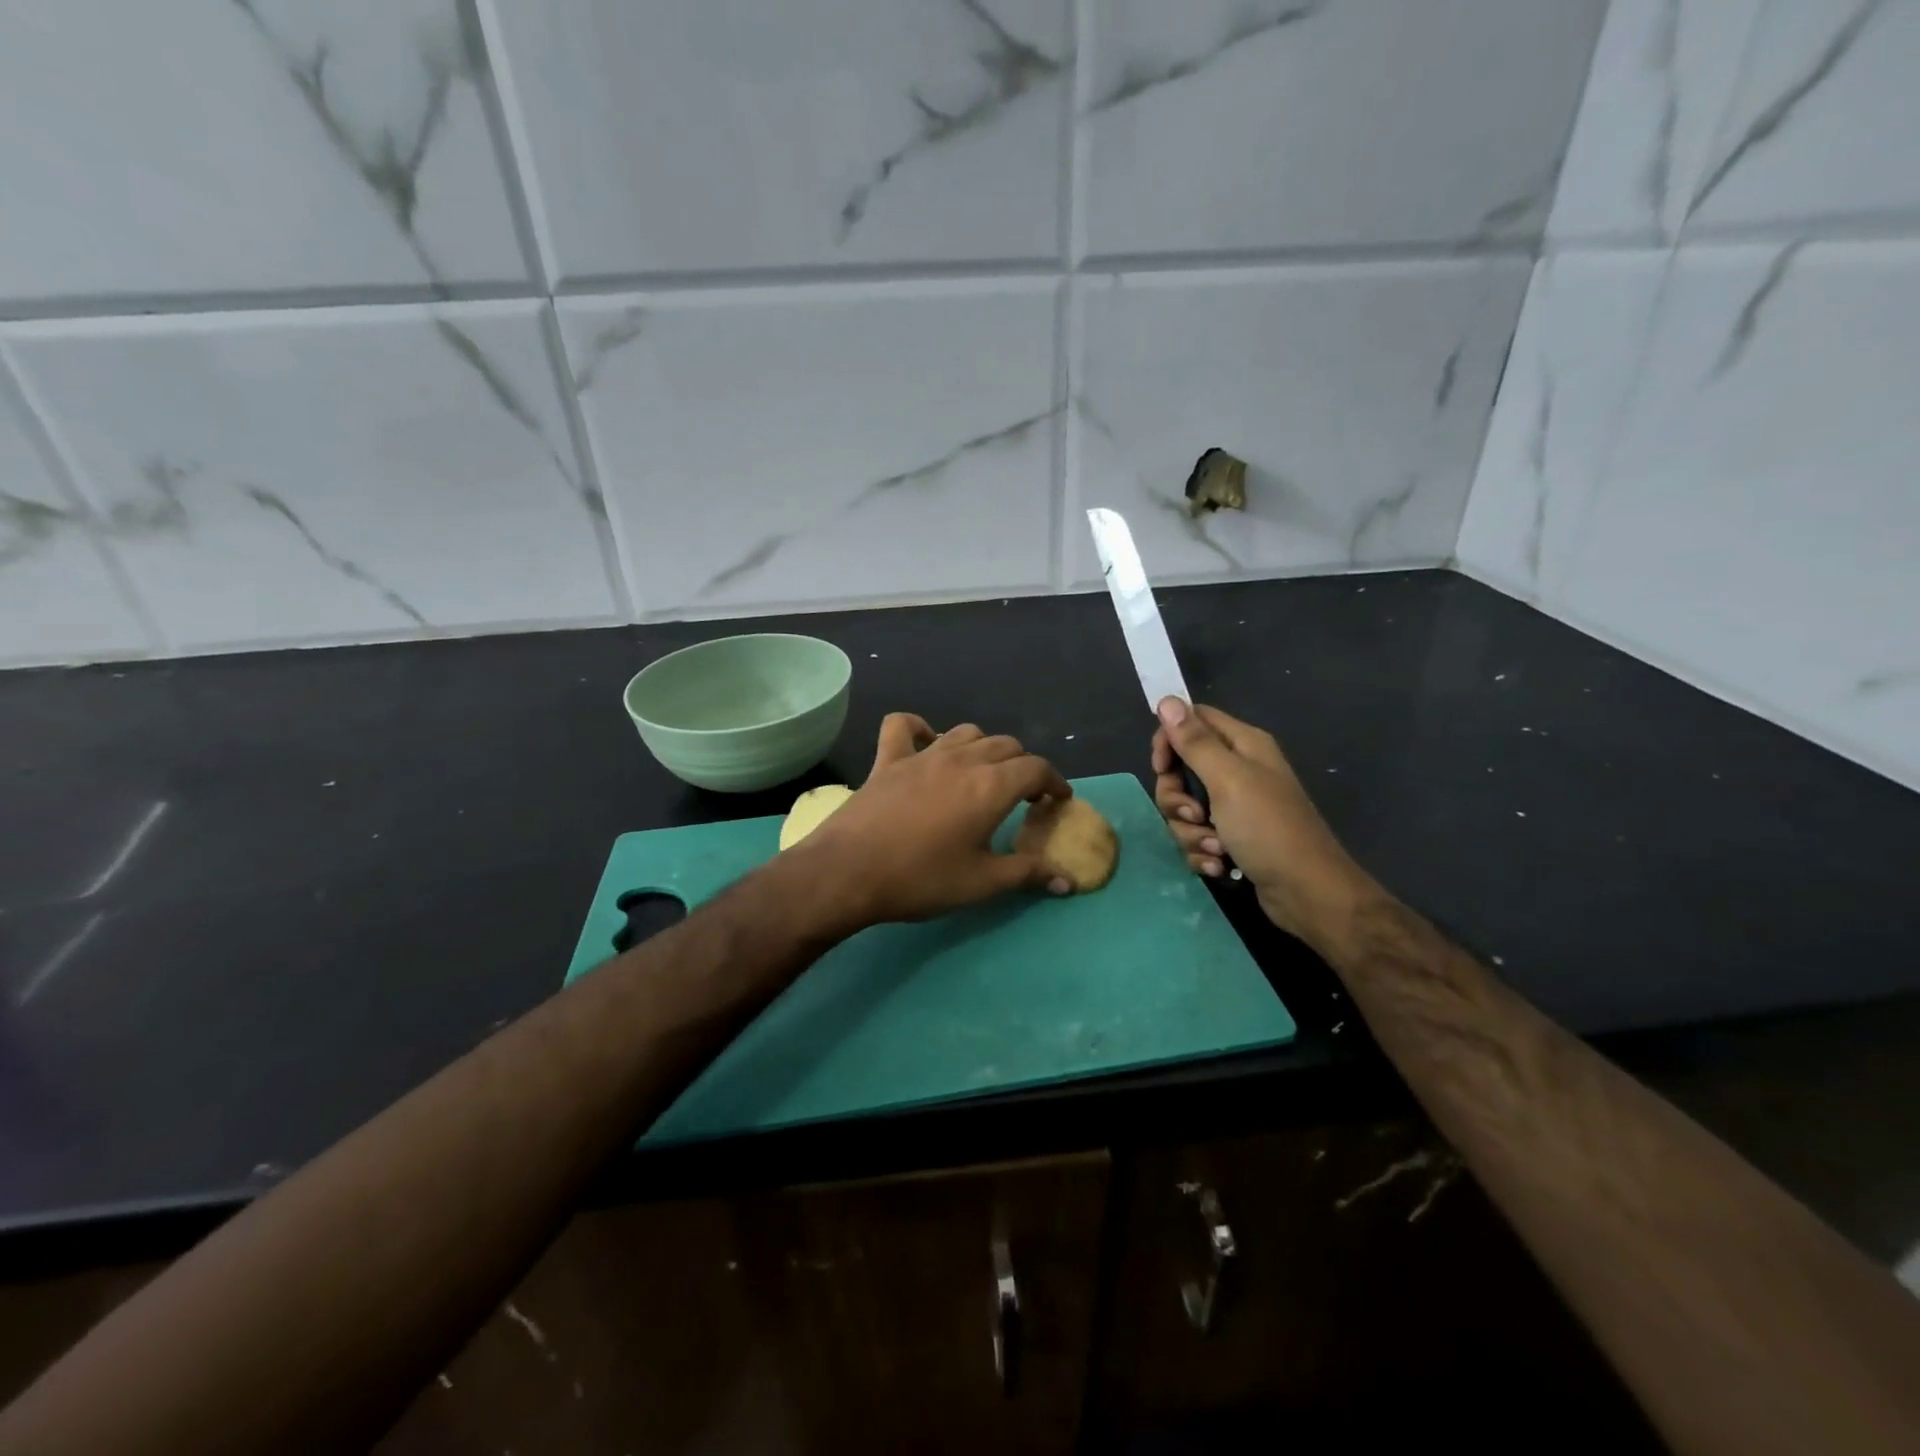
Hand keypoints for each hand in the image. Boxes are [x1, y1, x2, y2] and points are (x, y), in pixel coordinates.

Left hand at [792, 713, 1074, 927]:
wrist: (848, 873)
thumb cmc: (920, 880)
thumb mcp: (981, 884)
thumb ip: (1027, 874)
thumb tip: (1066, 880)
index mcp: (991, 786)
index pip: (1036, 769)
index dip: (1054, 782)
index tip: (1057, 800)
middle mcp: (962, 760)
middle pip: (1006, 746)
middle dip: (1022, 766)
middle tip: (1022, 795)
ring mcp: (922, 755)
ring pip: (965, 732)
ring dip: (983, 748)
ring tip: (982, 773)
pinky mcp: (888, 759)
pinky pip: (903, 726)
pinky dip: (919, 728)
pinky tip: (925, 743)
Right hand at [1152, 698, 1378, 947]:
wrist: (1306, 893)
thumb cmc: (1268, 828)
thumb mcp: (1227, 780)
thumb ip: (1195, 742)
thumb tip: (1167, 700)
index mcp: (1242, 745)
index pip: (1192, 721)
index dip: (1169, 740)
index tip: (1161, 767)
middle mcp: (1238, 771)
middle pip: (1181, 770)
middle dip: (1176, 798)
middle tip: (1194, 815)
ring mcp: (1235, 807)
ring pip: (1185, 809)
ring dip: (1190, 832)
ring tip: (1215, 849)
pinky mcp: (1232, 839)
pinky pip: (1197, 837)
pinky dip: (1202, 852)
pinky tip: (1219, 866)